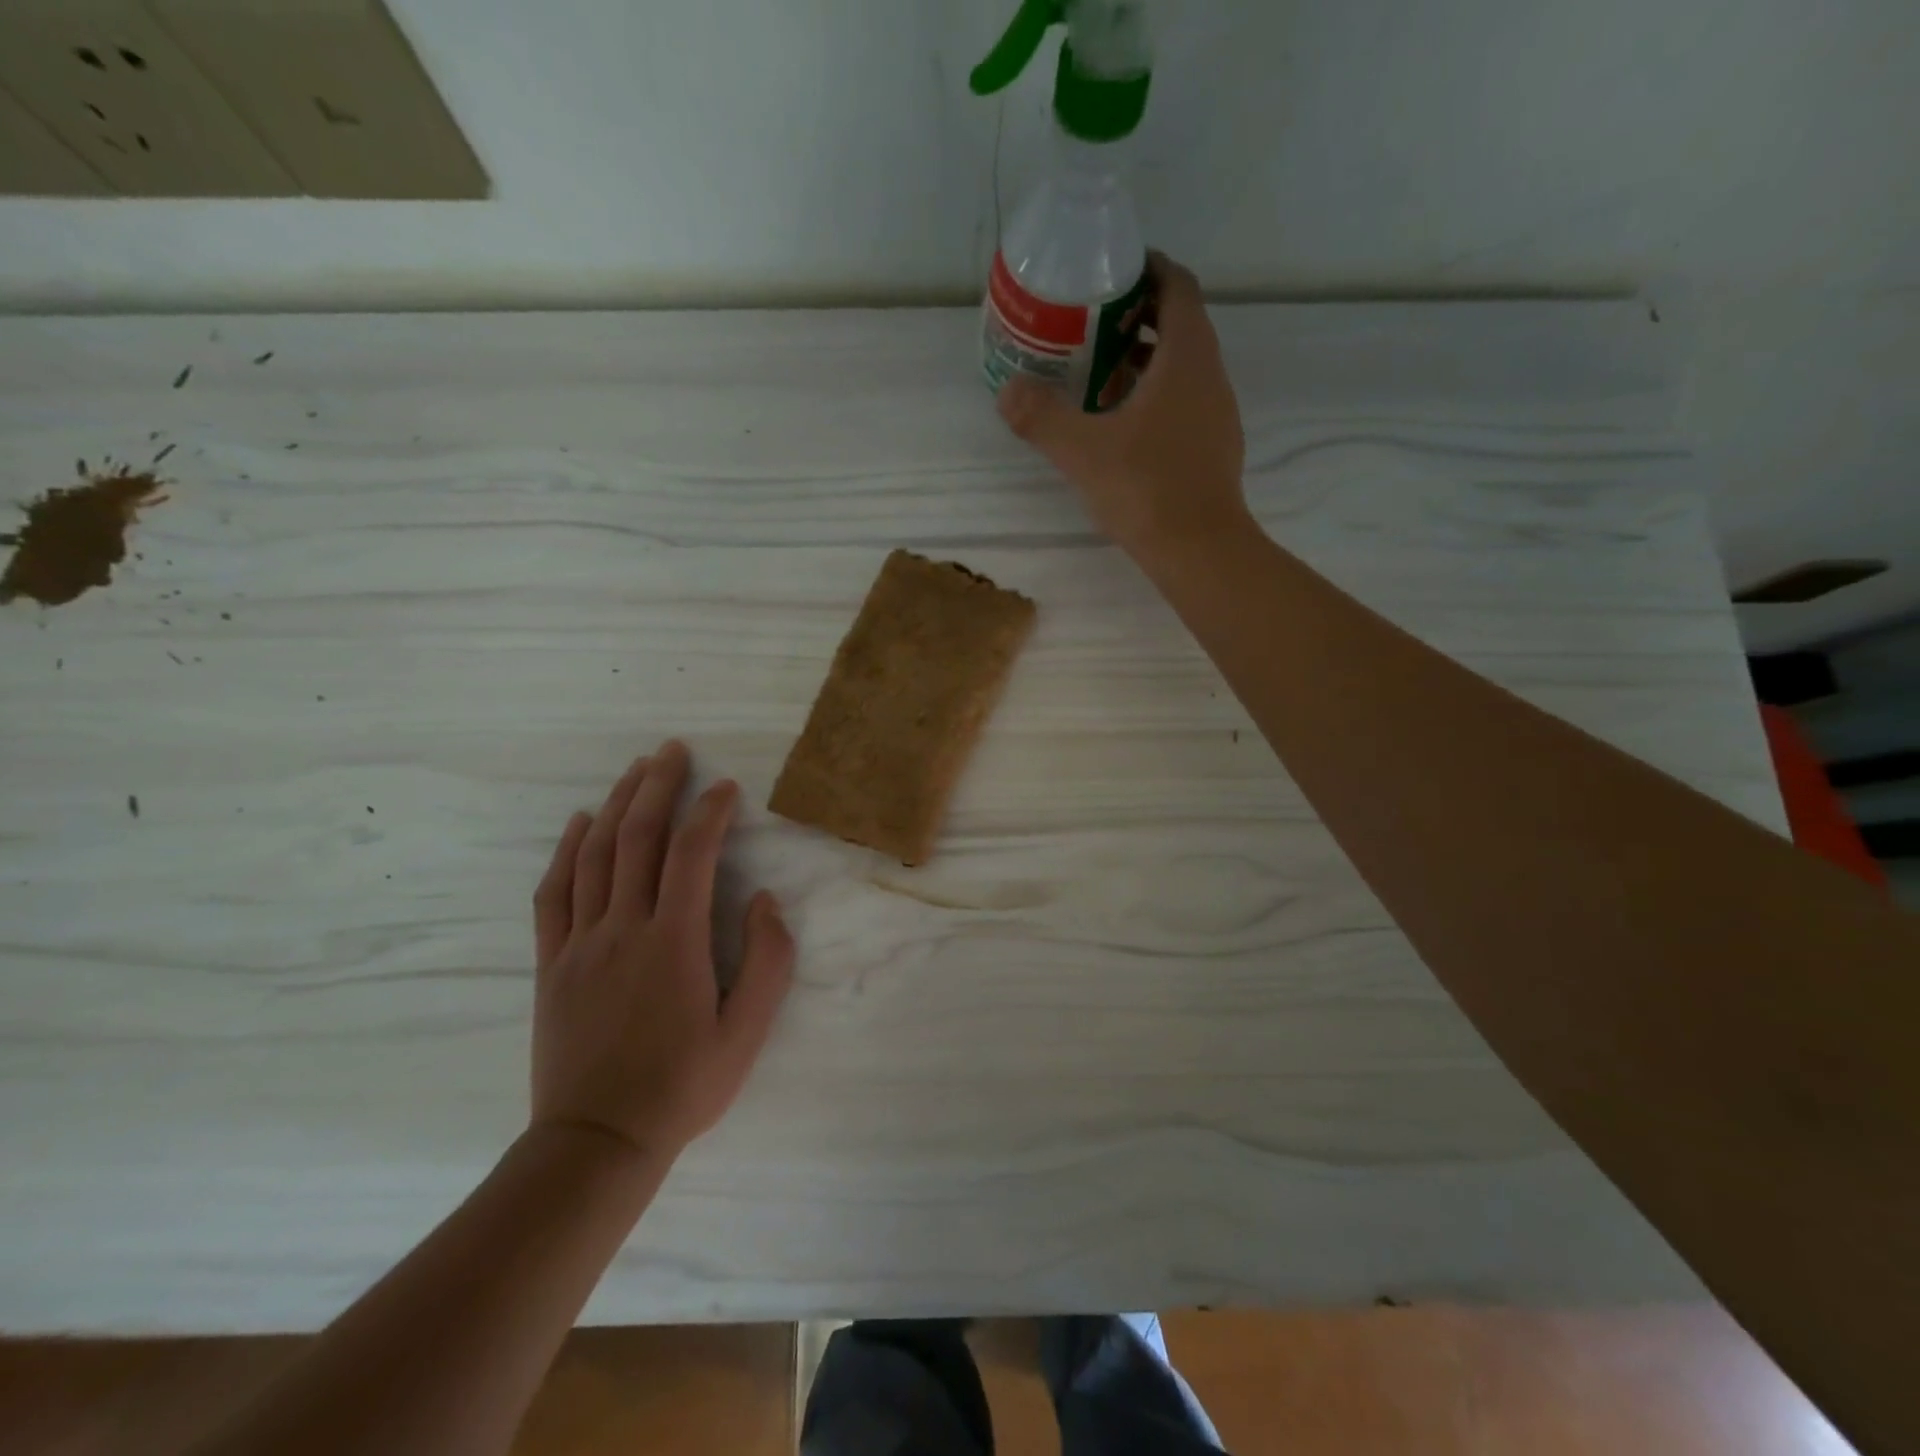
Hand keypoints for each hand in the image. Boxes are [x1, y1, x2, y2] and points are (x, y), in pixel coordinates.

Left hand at [529, 739, 794, 1164]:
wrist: (596, 1142)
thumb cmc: (683, 1086)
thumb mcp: (747, 1033)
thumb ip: (767, 961)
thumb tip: (763, 900)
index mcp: (674, 942)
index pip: (692, 854)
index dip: (710, 812)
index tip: (727, 789)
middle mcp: (623, 928)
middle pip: (638, 838)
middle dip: (658, 787)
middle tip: (673, 751)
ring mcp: (580, 943)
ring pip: (595, 855)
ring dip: (617, 805)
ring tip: (636, 770)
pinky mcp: (552, 962)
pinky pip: (554, 892)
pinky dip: (566, 850)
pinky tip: (580, 822)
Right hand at [998, 252, 1248, 560]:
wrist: (1199, 549)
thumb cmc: (1145, 488)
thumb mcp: (1081, 450)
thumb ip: (1041, 417)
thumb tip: (1007, 391)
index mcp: (1186, 358)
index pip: (1178, 287)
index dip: (1150, 270)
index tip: (1115, 271)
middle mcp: (1210, 376)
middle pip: (1181, 325)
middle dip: (1140, 317)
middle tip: (1093, 324)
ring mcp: (1217, 414)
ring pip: (1184, 368)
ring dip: (1147, 361)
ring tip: (1101, 373)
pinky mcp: (1214, 448)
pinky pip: (1186, 402)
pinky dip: (1157, 397)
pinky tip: (1124, 425)